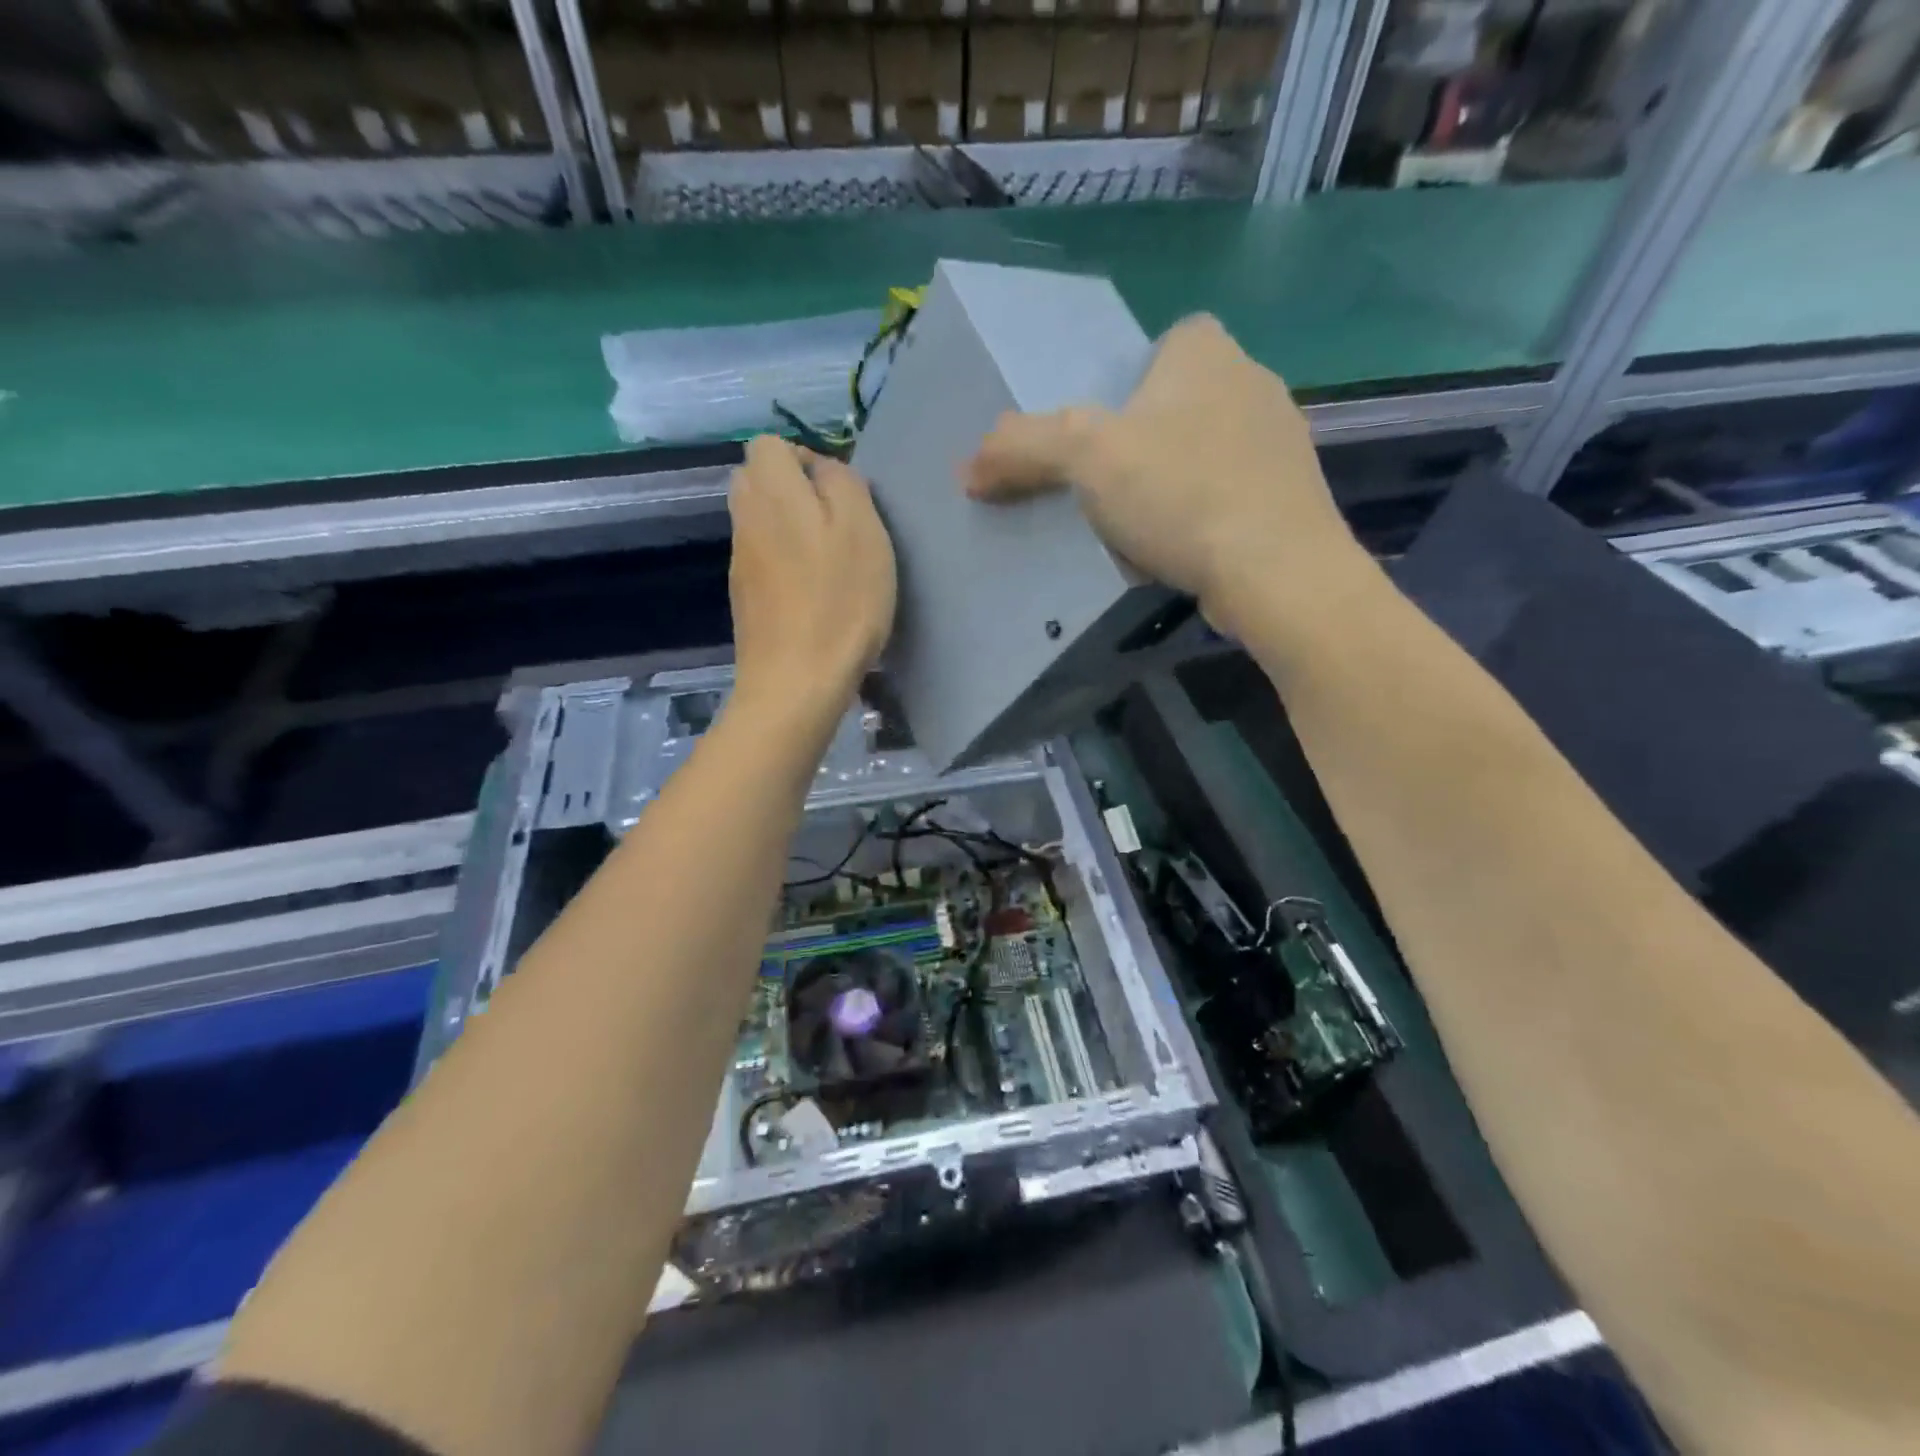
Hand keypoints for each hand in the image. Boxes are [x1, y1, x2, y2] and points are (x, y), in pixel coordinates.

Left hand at [727, 437, 896, 720]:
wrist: (796, 681)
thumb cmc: (839, 602)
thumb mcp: (862, 528)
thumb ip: (842, 481)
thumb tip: (823, 469)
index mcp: (770, 491)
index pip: (770, 444)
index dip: (807, 457)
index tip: (841, 494)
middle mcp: (744, 518)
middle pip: (759, 480)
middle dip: (797, 491)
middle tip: (839, 525)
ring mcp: (740, 561)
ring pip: (762, 521)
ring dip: (794, 529)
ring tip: (832, 562)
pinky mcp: (745, 597)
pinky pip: (764, 559)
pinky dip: (787, 563)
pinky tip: (816, 594)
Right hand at [965, 315, 1361, 634]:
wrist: (1276, 571)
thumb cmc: (1180, 493)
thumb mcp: (1085, 458)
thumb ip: (1023, 447)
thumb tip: (966, 469)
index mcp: (1207, 349)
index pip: (1159, 343)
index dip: (1124, 383)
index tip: (1098, 432)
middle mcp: (1253, 380)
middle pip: (1176, 401)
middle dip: (1141, 438)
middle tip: (1100, 484)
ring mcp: (1281, 442)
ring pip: (1203, 451)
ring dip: (1168, 482)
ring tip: (1132, 526)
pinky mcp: (1290, 498)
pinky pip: (1227, 495)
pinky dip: (1198, 516)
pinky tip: (1177, 551)